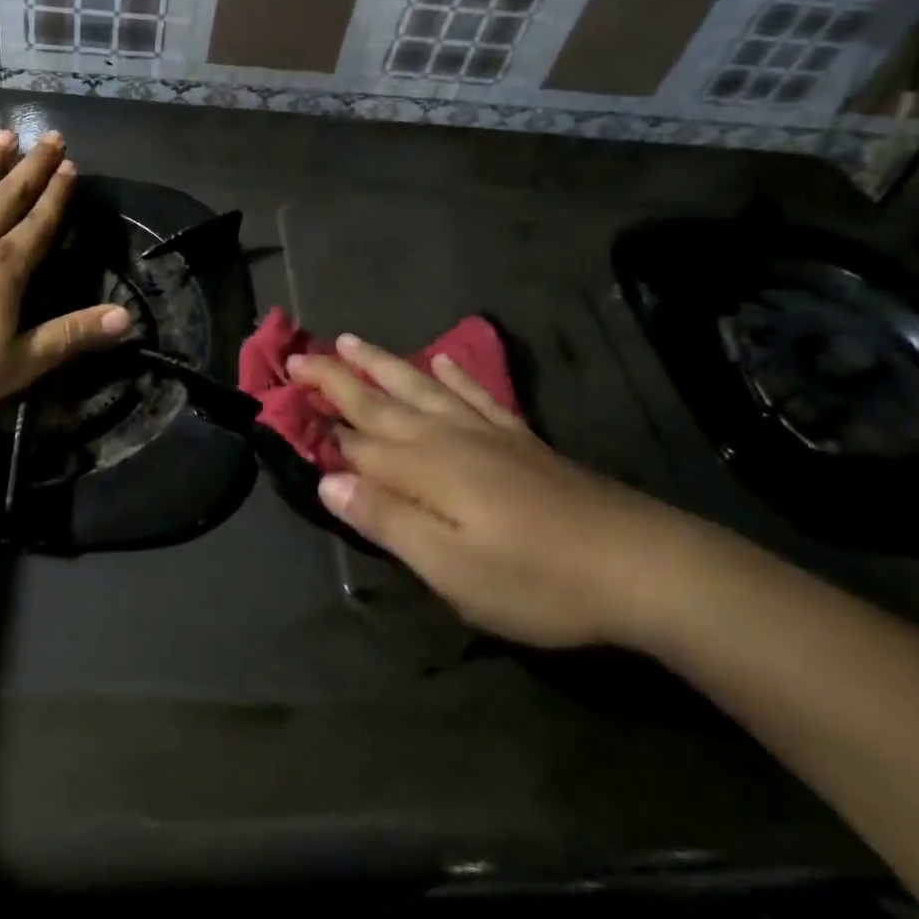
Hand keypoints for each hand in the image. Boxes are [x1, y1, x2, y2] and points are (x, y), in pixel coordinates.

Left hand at [0, 130, 130, 427]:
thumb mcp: (16, 365)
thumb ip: (70, 337)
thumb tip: (127, 317)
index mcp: (2, 269)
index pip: (39, 225)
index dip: (57, 196)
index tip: (70, 165)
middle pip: (6, 197)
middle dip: (32, 168)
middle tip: (49, 136)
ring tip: (2, 137)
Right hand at [291, 336, 704, 649]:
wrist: (637, 563)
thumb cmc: (534, 577)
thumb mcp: (450, 568)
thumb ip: (386, 519)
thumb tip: (327, 480)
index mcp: (422, 467)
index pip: (354, 441)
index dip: (317, 423)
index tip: (280, 400)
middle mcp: (444, 436)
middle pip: (378, 400)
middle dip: (334, 378)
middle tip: (297, 355)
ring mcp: (484, 432)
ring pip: (418, 387)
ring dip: (381, 363)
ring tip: (348, 340)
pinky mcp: (519, 439)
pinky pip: (476, 395)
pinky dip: (455, 376)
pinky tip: (442, 362)